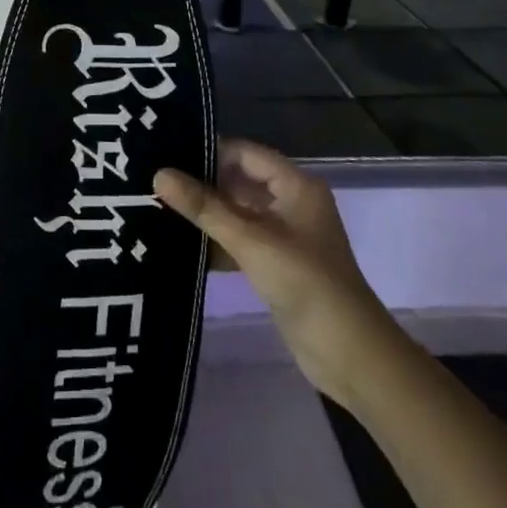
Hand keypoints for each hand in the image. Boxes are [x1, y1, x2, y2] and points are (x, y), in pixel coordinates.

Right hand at [155, 140, 389, 404]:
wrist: (350, 355)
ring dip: (207, 215)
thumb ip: (205, 208)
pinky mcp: (277, 264)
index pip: (245, 153)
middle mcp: (291, 203)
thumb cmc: (305, 284)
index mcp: (296, 186)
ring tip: (159, 209)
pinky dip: (217, 242)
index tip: (168, 155)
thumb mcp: (251, 241)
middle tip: (156, 182)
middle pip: (240, 181)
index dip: (209, 152)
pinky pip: (241, 241)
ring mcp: (285, 236)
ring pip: (238, 213)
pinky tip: (181, 246)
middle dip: (203, 183)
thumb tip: (159, 174)